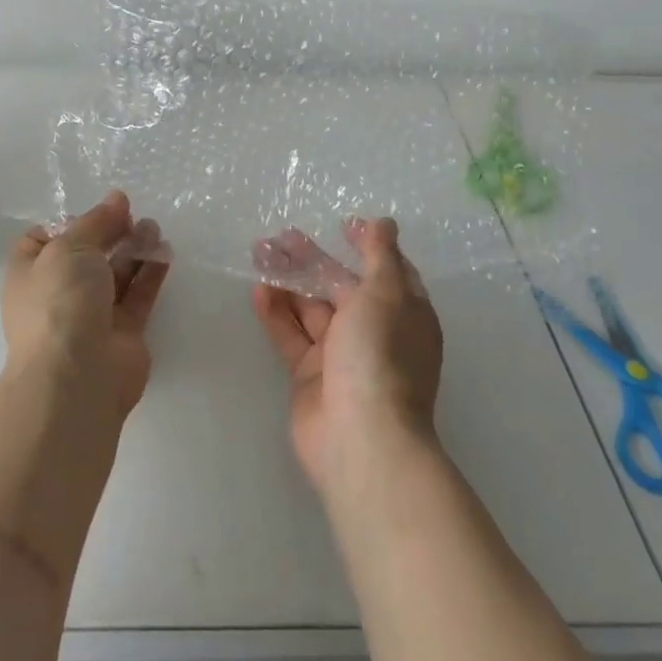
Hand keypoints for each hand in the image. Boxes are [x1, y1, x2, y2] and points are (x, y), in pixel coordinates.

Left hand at [4, 191, 169, 419]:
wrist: (78, 375)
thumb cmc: (60, 301)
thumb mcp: (70, 247)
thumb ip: (96, 221)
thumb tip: (116, 199)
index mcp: (30, 273)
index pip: (44, 239)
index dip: (70, 222)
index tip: (98, 211)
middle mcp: (58, 294)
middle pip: (86, 254)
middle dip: (110, 232)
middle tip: (133, 216)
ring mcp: (91, 315)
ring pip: (115, 274)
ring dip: (134, 249)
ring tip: (154, 229)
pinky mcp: (123, 332)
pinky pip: (137, 295)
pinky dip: (151, 273)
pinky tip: (165, 252)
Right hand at [251, 217, 443, 491]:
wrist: (360, 437)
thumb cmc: (380, 355)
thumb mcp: (386, 293)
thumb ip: (380, 255)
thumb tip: (385, 222)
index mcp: (403, 312)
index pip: (385, 270)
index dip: (366, 246)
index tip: (342, 224)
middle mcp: (374, 331)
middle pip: (340, 285)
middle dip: (312, 260)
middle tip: (280, 235)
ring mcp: (340, 355)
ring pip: (310, 307)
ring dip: (287, 281)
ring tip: (259, 253)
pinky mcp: (309, 375)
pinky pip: (290, 335)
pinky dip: (275, 313)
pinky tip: (258, 290)